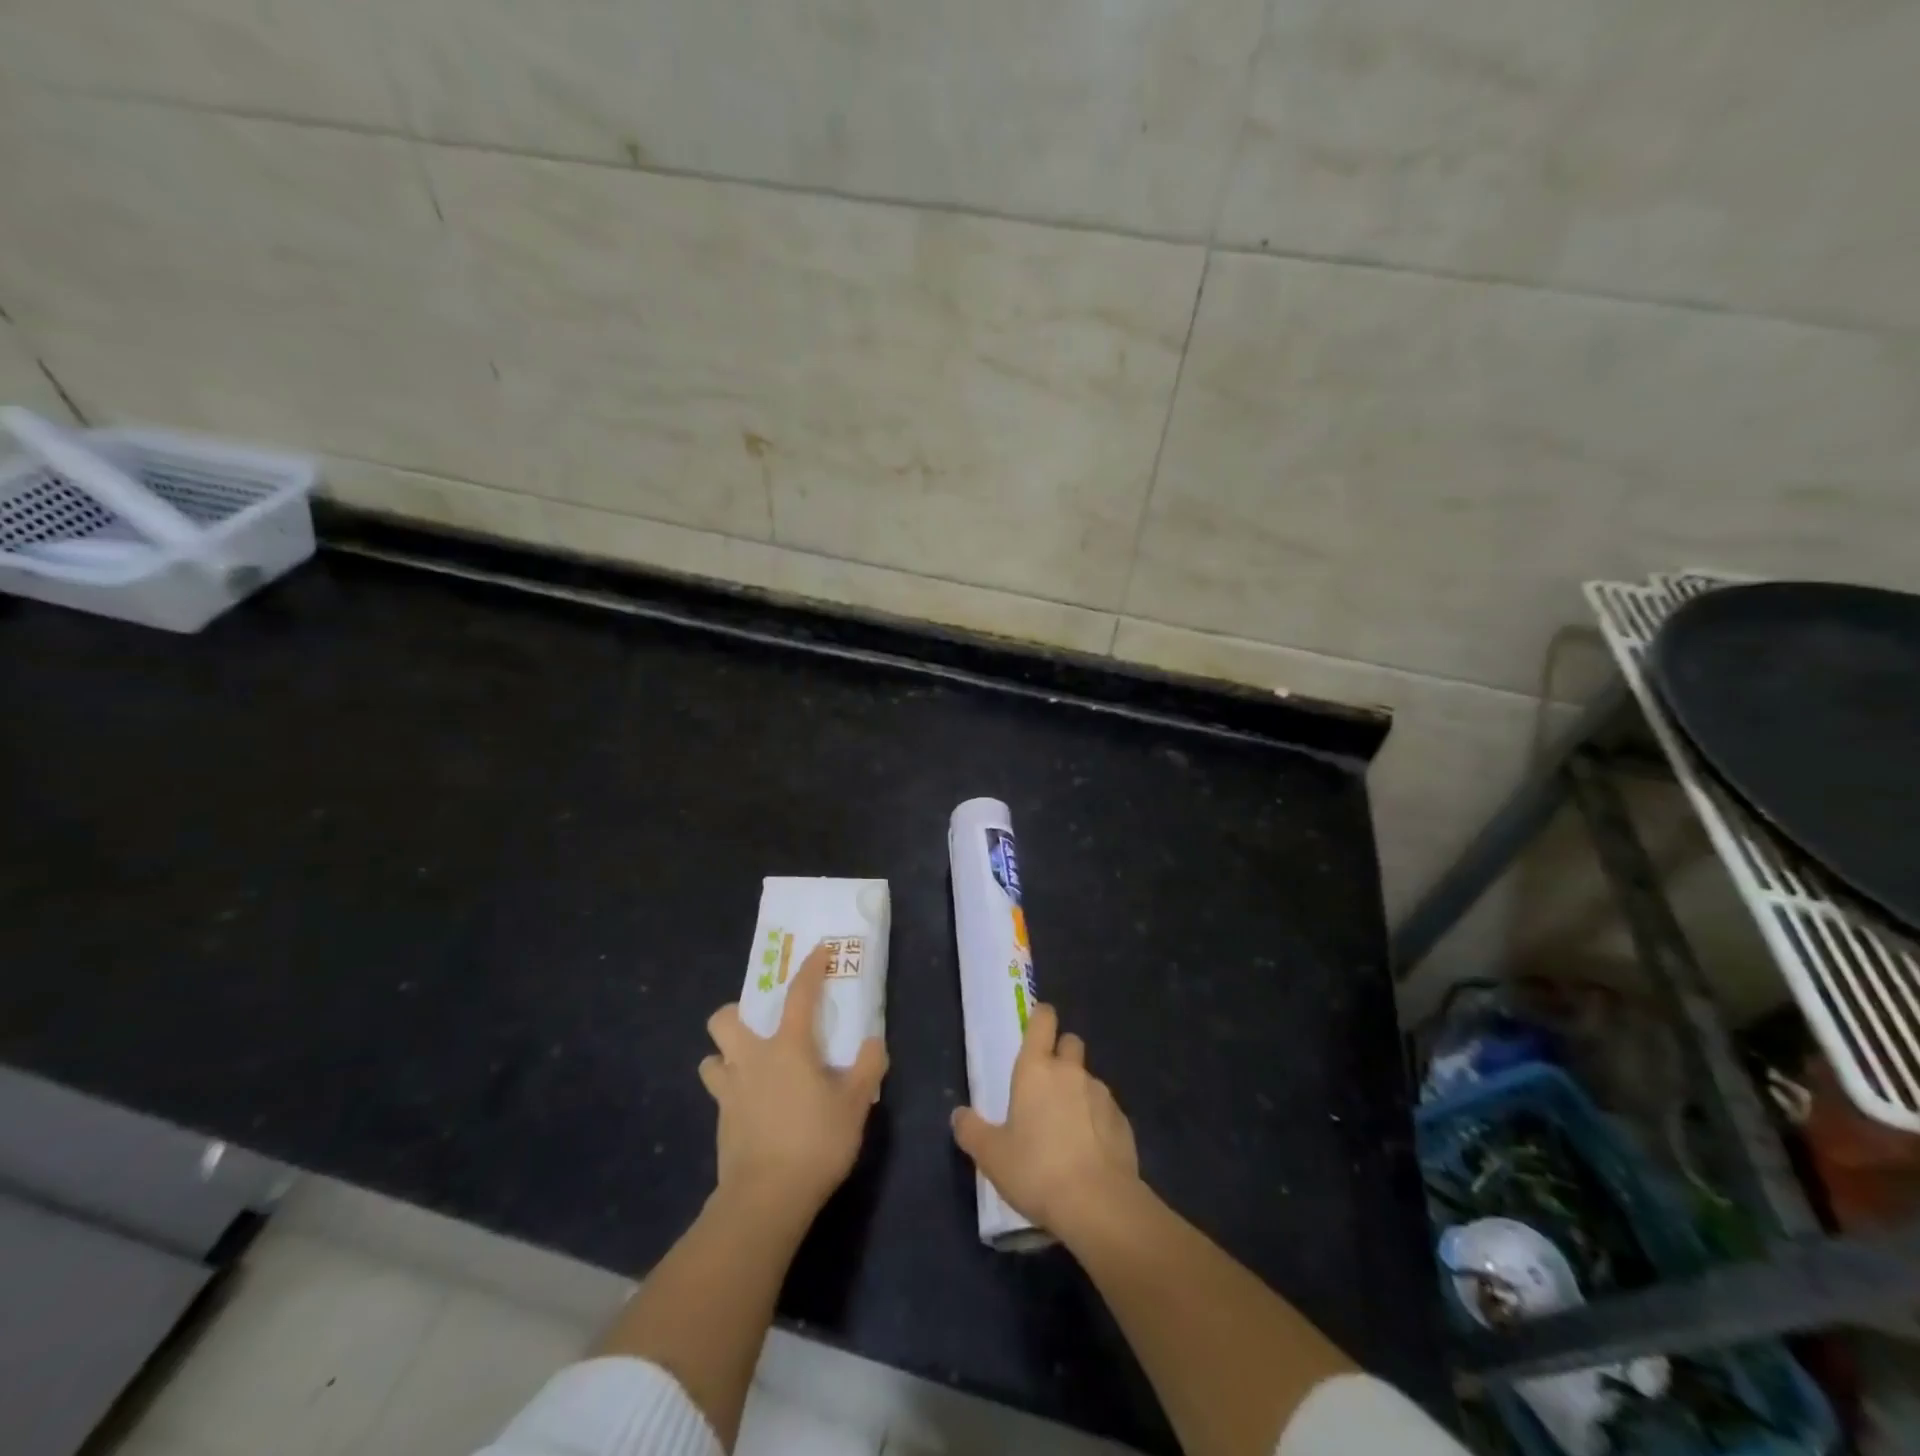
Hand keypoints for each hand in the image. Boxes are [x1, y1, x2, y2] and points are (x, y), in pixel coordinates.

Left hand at [700, 943, 887, 1216]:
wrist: (765, 1199)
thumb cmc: (815, 1142)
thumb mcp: (855, 1104)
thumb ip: (868, 1067)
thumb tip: (874, 1042)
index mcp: (788, 1046)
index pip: (799, 995)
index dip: (810, 969)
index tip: (819, 951)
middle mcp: (751, 1059)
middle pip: (724, 1019)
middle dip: (736, 1013)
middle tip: (761, 1026)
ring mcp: (729, 1091)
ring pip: (711, 1058)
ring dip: (726, 1056)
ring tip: (749, 1067)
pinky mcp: (720, 1122)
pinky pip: (718, 1093)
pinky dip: (731, 1091)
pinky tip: (751, 1106)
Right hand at [950, 1003, 1139, 1234]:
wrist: (1099, 1204)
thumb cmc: (1037, 1170)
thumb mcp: (992, 1156)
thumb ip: (972, 1131)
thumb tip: (959, 1115)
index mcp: (1036, 1070)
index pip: (1043, 1020)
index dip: (1041, 1017)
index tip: (1037, 1026)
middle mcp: (1070, 1072)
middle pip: (1070, 1043)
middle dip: (1061, 1053)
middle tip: (1047, 1085)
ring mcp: (1101, 1094)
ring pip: (1088, 1079)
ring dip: (1078, 1092)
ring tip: (1067, 1129)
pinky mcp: (1123, 1121)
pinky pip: (1105, 1110)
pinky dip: (1097, 1121)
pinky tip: (1089, 1152)